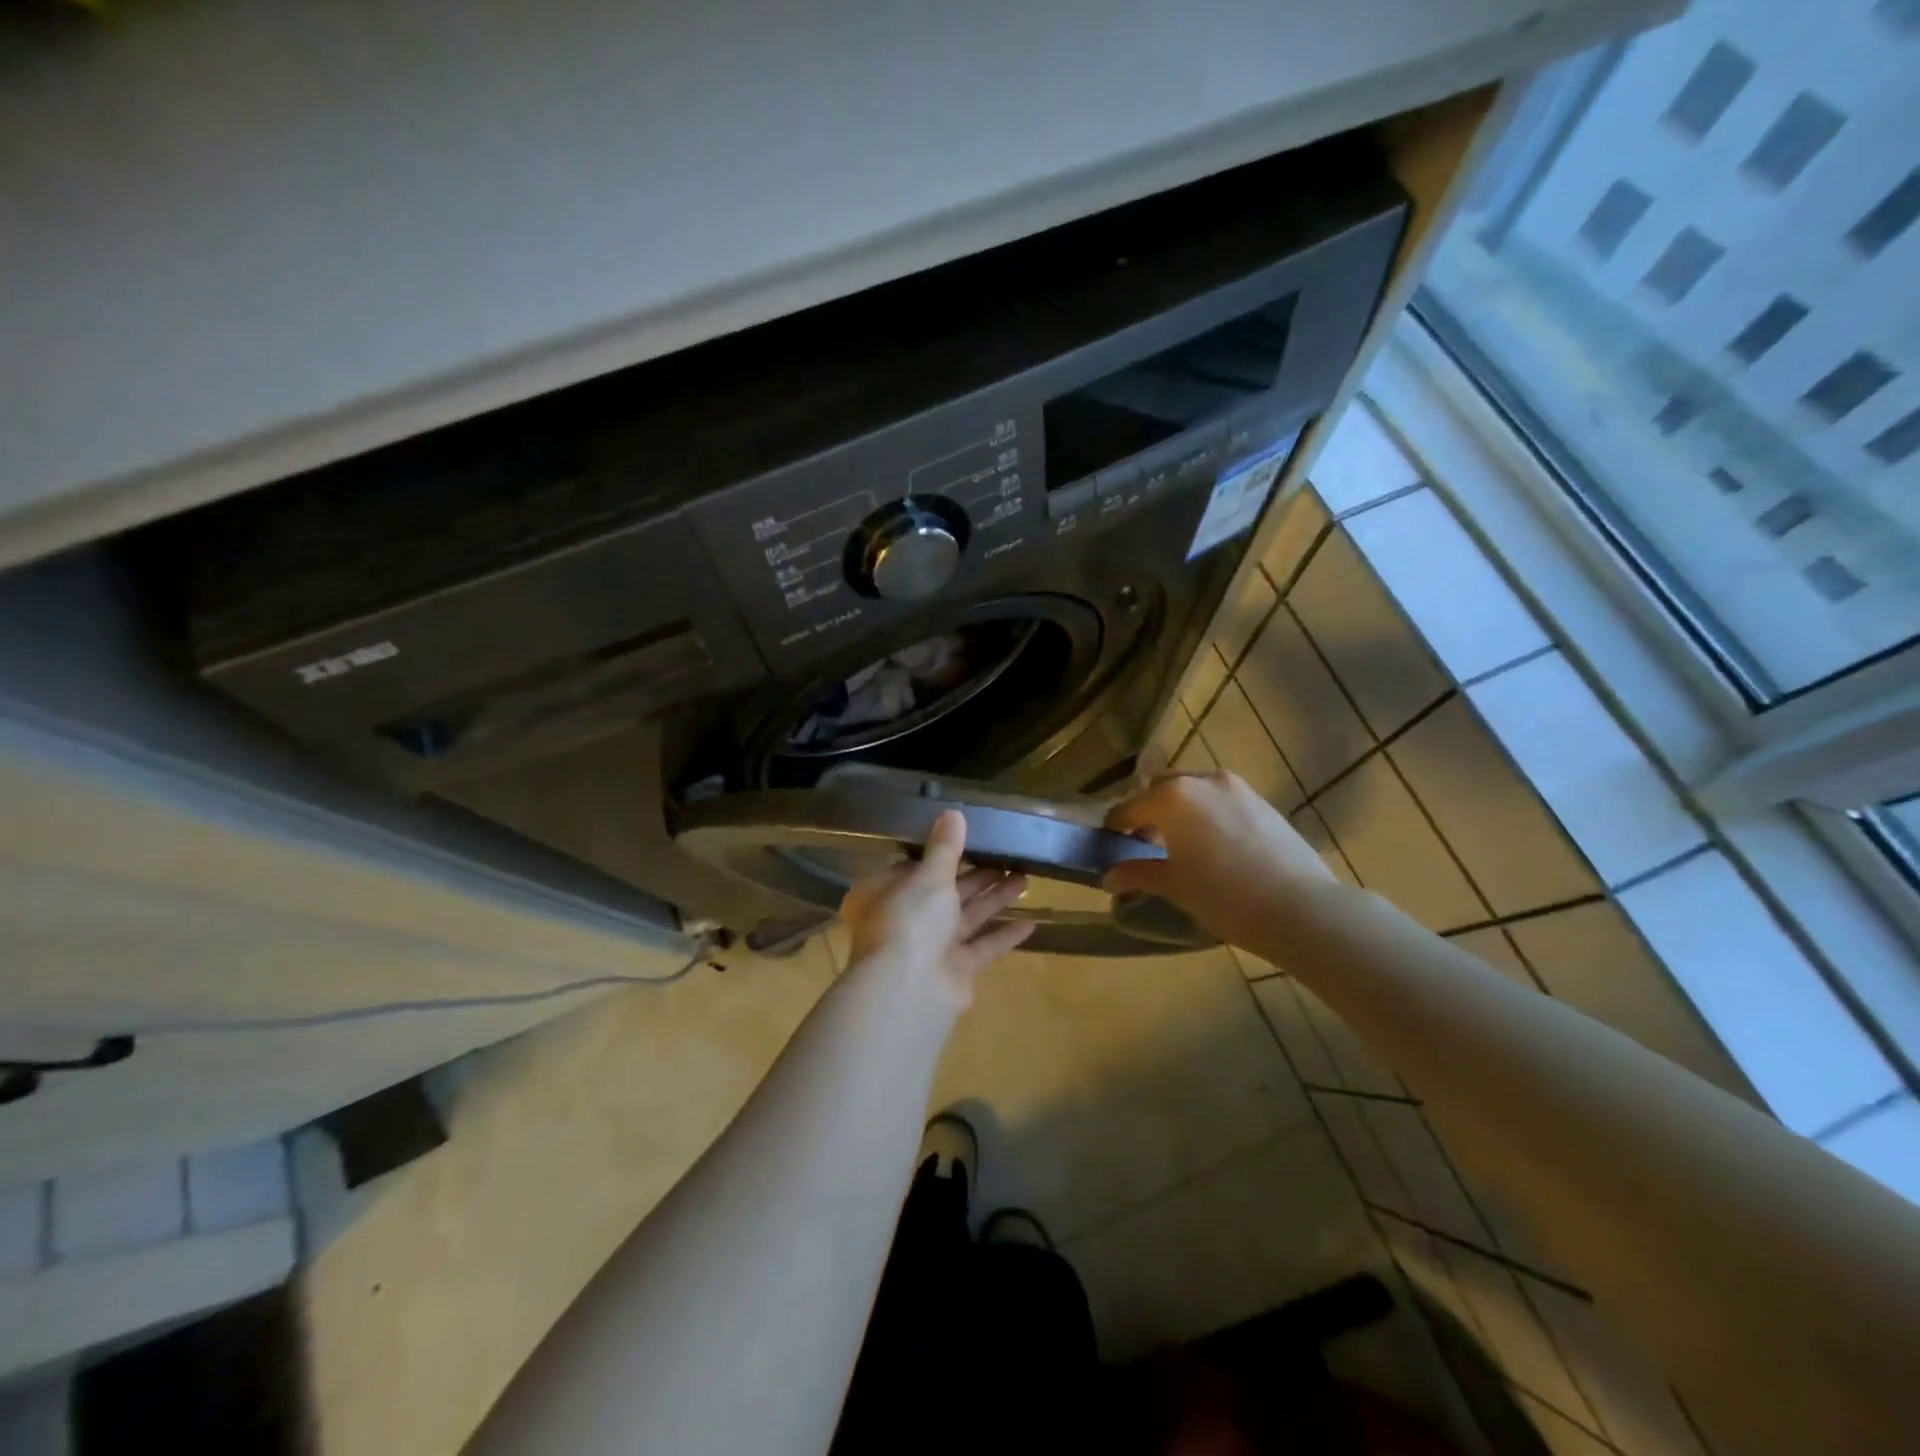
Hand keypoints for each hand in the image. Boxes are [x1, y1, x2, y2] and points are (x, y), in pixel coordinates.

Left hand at [840, 810, 1035, 1008]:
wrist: (909, 990)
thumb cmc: (910, 920)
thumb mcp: (929, 875)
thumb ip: (945, 847)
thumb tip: (953, 812)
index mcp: (884, 893)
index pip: (911, 867)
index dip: (939, 854)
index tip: (969, 839)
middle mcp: (903, 919)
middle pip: (943, 892)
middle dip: (976, 875)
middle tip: (1009, 856)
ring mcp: (929, 948)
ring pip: (966, 917)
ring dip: (994, 899)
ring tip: (1025, 878)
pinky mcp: (954, 971)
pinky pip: (981, 947)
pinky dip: (1003, 935)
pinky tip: (1032, 923)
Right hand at [1101, 771, 1335, 955]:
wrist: (1299, 908)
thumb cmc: (1223, 895)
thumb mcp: (1173, 885)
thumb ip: (1137, 873)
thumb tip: (1109, 876)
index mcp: (1172, 796)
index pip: (1130, 807)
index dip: (1116, 826)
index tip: (1111, 843)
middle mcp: (1201, 780)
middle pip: (1162, 788)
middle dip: (1149, 810)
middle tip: (1146, 842)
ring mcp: (1236, 788)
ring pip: (1195, 791)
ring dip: (1181, 810)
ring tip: (1182, 844)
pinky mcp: (1262, 801)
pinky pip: (1222, 800)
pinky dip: (1208, 815)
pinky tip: (1215, 846)